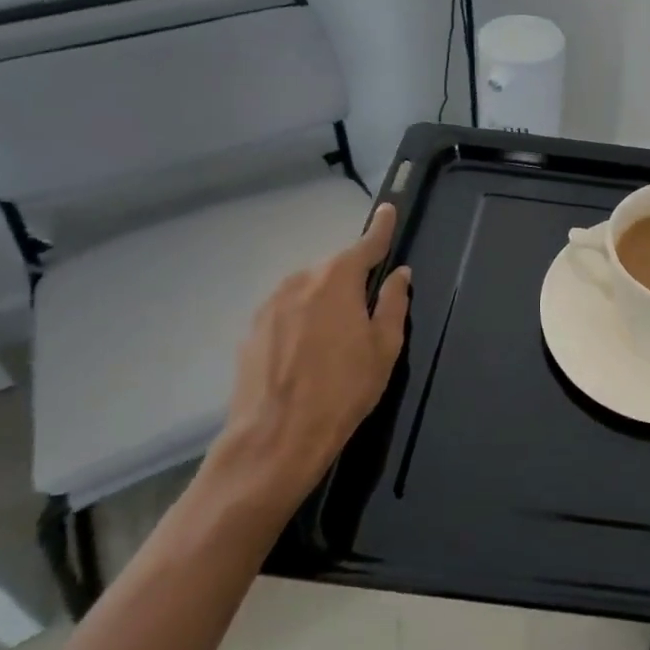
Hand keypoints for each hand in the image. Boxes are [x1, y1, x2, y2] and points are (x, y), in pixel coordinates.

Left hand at [205, 203, 411, 525]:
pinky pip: (287, 313)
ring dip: (325, 301)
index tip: (388, 210)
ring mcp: (270, 305)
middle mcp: (300, 281)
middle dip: (352, 279)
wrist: (274, 440)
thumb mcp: (384, 347)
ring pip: (308, 291)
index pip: (366, 244)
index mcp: (337, 280)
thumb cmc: (343, 391)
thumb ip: (393, 303)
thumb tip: (398, 275)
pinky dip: (302, 321)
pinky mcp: (251, 331)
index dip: (380, 228)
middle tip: (368, 308)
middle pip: (334, 269)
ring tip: (337, 338)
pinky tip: (308, 354)